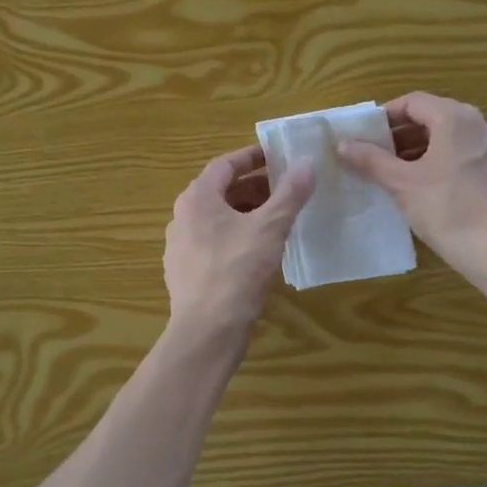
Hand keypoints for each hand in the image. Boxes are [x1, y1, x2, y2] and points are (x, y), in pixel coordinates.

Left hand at [164, 145, 315, 332]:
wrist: (207, 330)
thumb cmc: (237, 270)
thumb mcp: (270, 227)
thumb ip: (289, 193)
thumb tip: (307, 162)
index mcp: (197, 198)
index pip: (224, 165)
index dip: (252, 157)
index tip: (276, 156)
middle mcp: (182, 217)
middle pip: (220, 192)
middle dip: (253, 188)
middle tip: (284, 190)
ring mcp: (179, 247)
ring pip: (216, 219)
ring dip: (245, 213)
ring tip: (276, 219)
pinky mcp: (185, 272)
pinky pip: (212, 243)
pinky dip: (235, 237)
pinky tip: (257, 252)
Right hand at [336, 92, 486, 280]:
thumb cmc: (448, 210)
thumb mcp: (402, 184)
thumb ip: (371, 160)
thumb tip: (342, 144)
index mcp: (456, 118)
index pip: (413, 102)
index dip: (385, 116)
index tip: (364, 137)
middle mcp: (479, 125)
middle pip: (432, 117)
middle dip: (400, 135)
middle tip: (374, 156)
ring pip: (448, 138)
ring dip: (418, 150)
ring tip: (392, 174)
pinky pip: (462, 155)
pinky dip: (438, 162)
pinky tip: (421, 187)